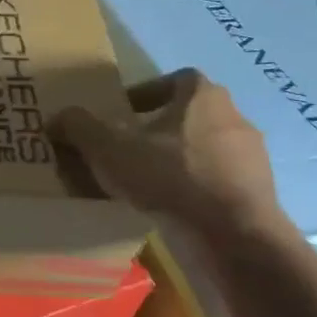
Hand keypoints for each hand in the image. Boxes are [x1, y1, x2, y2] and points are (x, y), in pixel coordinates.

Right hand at [52, 69, 279, 237]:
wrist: (235, 237)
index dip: (148, 92)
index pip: (176, 79)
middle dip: (160, 130)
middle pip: (190, 115)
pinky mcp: (260, 194)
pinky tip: (172, 208)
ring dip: (178, 161)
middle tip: (129, 149)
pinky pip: (219, 182)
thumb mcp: (110, 148)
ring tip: (147, 183)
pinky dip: (196, 190)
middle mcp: (235, 118)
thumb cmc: (172, 176)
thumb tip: (56, 118)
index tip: (123, 113)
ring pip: (206, 150)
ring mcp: (253, 158)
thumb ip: (80, 127)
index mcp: (204, 96)